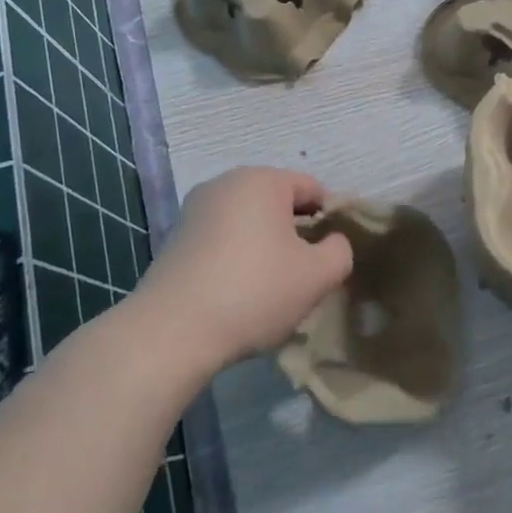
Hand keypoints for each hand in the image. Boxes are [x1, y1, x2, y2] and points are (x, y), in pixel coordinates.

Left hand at [138, 167, 353, 375]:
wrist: (171, 332)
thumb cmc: (254, 292)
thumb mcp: (318, 276)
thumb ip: (340, 251)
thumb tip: (331, 242)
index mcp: (262, 180)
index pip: (312, 189)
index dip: (330, 219)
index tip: (331, 256)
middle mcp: (225, 183)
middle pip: (278, 202)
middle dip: (296, 233)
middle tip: (305, 273)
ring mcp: (195, 210)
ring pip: (248, 222)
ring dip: (266, 246)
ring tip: (272, 287)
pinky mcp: (175, 238)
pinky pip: (222, 239)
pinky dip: (237, 257)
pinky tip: (239, 293)